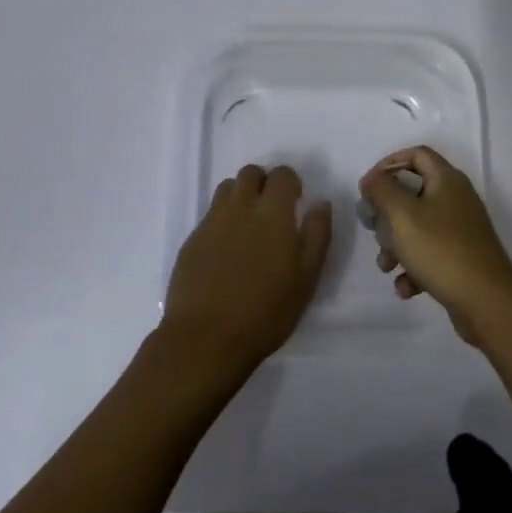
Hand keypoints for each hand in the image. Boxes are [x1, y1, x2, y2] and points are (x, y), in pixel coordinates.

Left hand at [160, 163, 331, 378]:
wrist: (205, 339)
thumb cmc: (265, 312)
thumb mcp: (306, 279)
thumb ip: (316, 235)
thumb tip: (320, 203)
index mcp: (272, 213)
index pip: (282, 175)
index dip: (290, 182)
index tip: (296, 201)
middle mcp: (240, 208)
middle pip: (250, 173)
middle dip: (263, 182)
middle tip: (272, 209)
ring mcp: (211, 223)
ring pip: (226, 188)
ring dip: (240, 195)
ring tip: (248, 224)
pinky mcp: (191, 240)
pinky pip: (209, 215)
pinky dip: (222, 219)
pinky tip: (226, 249)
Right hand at [359, 146, 511, 344]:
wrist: (487, 301)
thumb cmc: (440, 249)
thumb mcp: (402, 215)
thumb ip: (382, 190)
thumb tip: (371, 179)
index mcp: (447, 180)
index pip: (416, 154)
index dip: (389, 164)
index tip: (368, 187)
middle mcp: (456, 199)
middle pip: (413, 193)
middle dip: (388, 213)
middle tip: (374, 229)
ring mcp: (461, 230)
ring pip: (418, 227)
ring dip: (396, 246)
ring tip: (387, 266)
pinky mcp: (461, 258)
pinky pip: (430, 254)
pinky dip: (414, 268)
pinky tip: (406, 287)